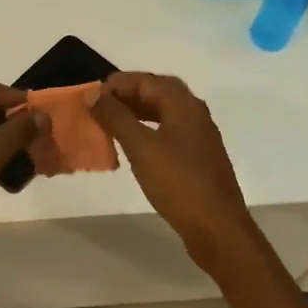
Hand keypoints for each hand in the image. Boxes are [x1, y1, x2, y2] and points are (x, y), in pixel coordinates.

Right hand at [93, 72, 258, 259]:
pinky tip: (133, 146)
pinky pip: (169, 131)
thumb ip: (115, 117)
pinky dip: (148, 130)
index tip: (90, 96)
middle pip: (158, 92)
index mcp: (184, 104)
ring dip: (137, 112)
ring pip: (164, 112)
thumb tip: (93, 95)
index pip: (146, 80)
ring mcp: (199, 136)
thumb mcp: (141, 147)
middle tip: (100, 106)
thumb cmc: (178, 182)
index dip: (117, 84)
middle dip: (128, 95)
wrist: (217, 227)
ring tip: (110, 123)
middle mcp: (195, 113)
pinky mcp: (198, 158)